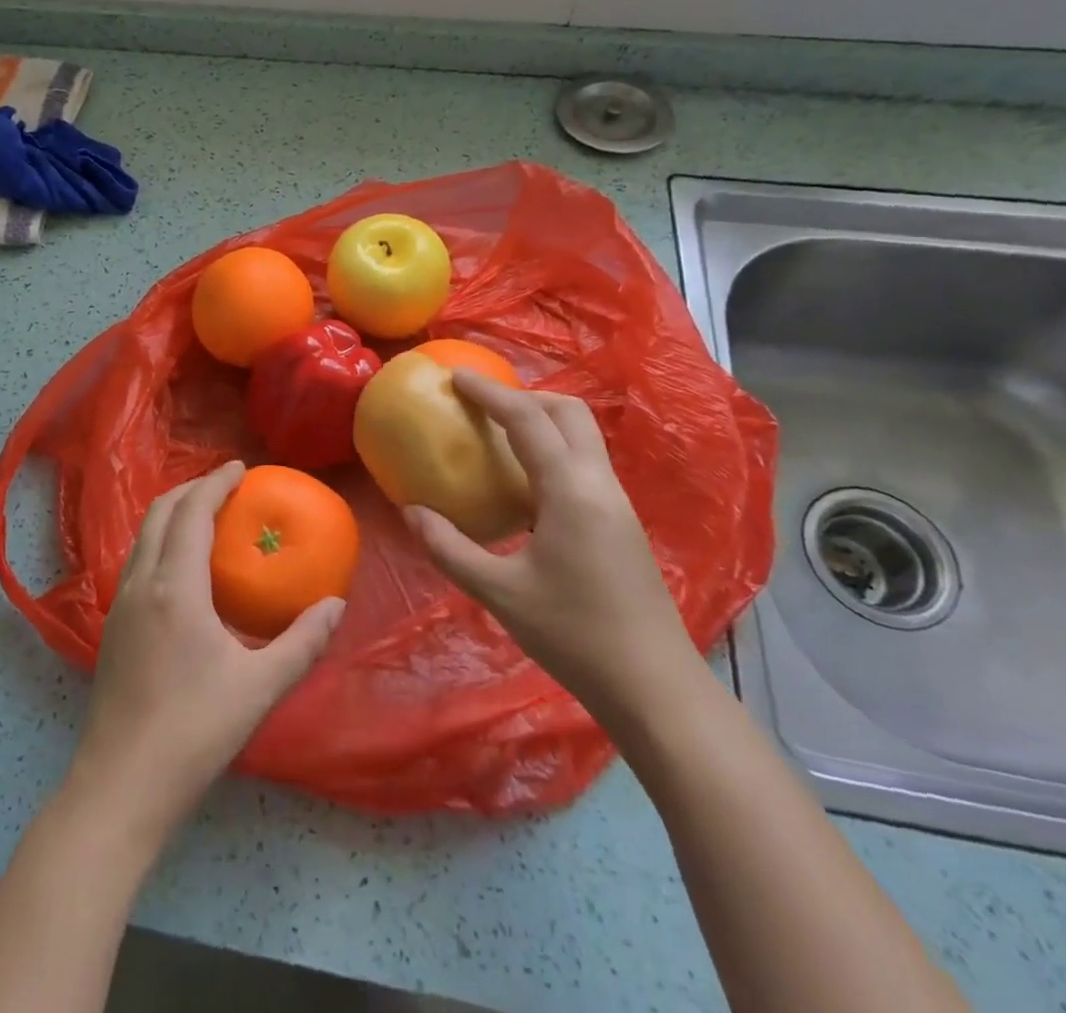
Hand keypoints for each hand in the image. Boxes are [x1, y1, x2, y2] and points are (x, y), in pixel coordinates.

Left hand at [64, 462, 345, 841]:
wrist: (121, 786)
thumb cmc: (194, 732)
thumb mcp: (260, 687)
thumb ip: (302, 642)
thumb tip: (334, 606)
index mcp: (175, 587)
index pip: (192, 512)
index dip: (216, 482)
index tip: (241, 467)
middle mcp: (141, 583)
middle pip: (160, 512)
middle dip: (192, 489)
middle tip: (227, 486)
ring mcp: (120, 604)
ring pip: (143, 535)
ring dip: (173, 513)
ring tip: (206, 516)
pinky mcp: (112, 627)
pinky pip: (138, 560)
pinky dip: (161, 540)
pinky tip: (183, 567)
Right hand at [404, 373, 697, 725]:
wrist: (655, 688)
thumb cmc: (574, 637)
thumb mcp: (500, 594)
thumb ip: (449, 548)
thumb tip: (410, 511)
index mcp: (571, 490)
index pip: (527, 419)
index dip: (489, 392)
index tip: (456, 376)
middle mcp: (600, 484)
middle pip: (569, 413)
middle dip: (524, 396)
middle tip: (481, 405)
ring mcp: (618, 503)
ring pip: (583, 437)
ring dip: (542, 421)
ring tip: (499, 435)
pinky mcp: (623, 524)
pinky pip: (586, 464)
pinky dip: (554, 450)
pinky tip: (526, 483)